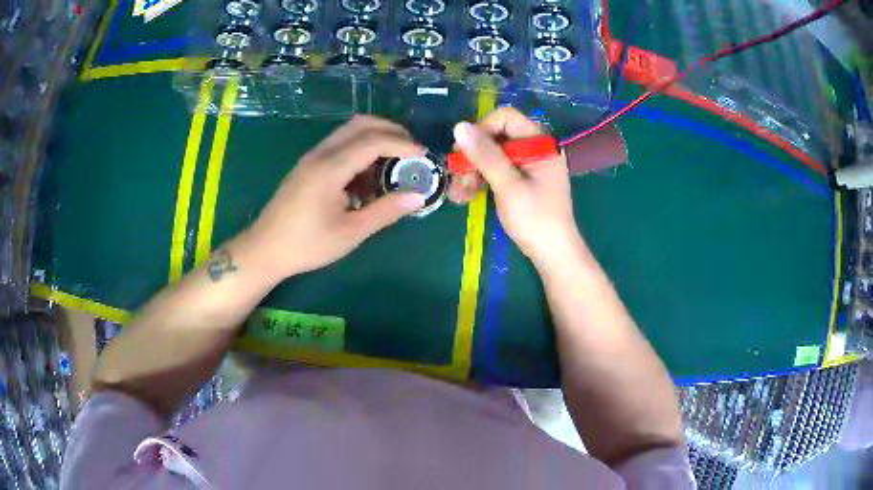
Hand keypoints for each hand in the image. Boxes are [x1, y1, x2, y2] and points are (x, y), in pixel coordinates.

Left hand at [245, 115, 426, 278]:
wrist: (264, 249)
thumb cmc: (307, 245)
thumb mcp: (351, 232)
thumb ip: (385, 211)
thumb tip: (418, 195)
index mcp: (330, 168)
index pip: (373, 140)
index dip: (402, 144)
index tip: (424, 156)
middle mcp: (321, 153)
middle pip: (361, 124)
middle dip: (391, 131)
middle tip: (412, 151)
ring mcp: (312, 157)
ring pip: (349, 131)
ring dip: (376, 138)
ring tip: (394, 163)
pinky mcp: (308, 165)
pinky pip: (339, 144)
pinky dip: (360, 149)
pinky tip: (368, 175)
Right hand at [449, 108, 584, 270]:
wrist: (553, 255)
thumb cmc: (535, 220)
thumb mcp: (508, 186)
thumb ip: (485, 155)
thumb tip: (459, 126)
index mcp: (540, 144)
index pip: (506, 118)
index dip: (482, 130)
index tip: (465, 153)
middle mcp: (535, 149)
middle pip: (496, 137)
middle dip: (473, 157)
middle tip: (458, 180)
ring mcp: (528, 166)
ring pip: (492, 156)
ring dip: (472, 172)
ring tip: (458, 195)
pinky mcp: (522, 181)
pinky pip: (496, 171)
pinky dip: (480, 181)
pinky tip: (465, 197)